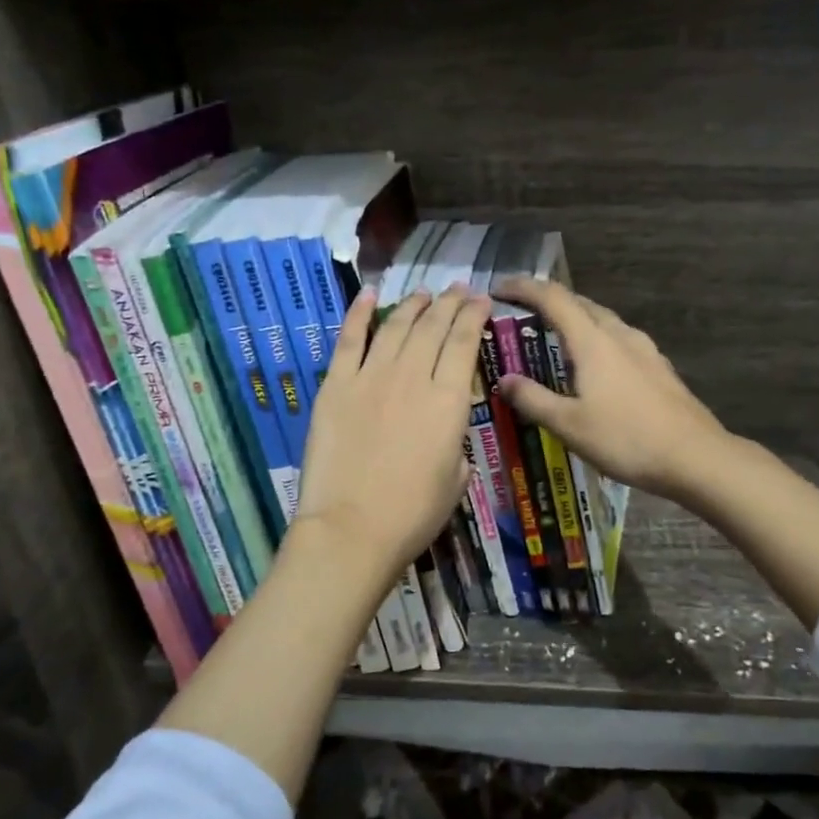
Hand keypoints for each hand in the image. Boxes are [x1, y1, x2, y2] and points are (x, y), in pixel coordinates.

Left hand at [293, 285, 491, 582]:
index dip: (474, 316)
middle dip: (449, 303)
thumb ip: (456, 448)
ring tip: (425, 293)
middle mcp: (412, 377)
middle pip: (433, 327)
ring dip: (413, 305)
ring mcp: (370, 377)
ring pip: (396, 326)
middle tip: (459, 289)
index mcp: (448, 402)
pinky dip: (359, 313)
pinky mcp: (336, 385)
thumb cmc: (412, 514)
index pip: (464, 343)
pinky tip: (369, 294)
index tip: (482, 300)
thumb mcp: (455, 480)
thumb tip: (448, 437)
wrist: (351, 529)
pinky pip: (349, 340)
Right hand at [495, 277, 729, 499]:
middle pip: (580, 304)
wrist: (695, 457)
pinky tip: (597, 367)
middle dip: (549, 302)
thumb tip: (504, 380)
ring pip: (603, 321)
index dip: (523, 288)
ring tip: (556, 340)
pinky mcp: (659, 367)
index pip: (553, 298)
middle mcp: (619, 335)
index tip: (499, 288)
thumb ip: (533, 399)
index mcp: (593, 342)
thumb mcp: (569, 425)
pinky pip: (620, 340)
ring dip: (576, 320)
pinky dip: (598, 341)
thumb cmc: (626, 439)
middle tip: (523, 316)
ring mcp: (645, 350)